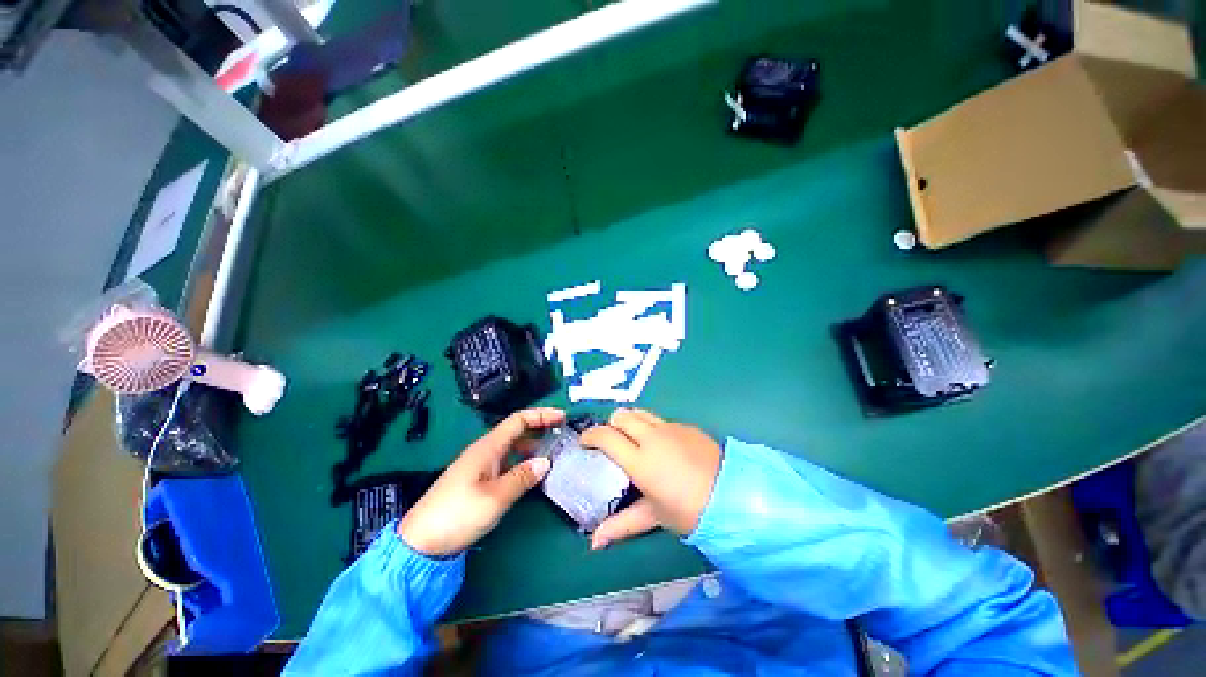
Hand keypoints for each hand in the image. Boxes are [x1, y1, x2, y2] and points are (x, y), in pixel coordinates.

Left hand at [398, 408, 564, 556]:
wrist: (420, 543)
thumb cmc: (458, 515)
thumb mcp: (495, 498)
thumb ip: (523, 477)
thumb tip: (546, 461)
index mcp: (488, 447)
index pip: (518, 420)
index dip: (541, 415)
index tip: (562, 417)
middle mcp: (485, 451)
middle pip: (516, 430)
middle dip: (540, 428)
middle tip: (562, 433)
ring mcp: (481, 465)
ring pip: (513, 447)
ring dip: (533, 446)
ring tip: (553, 453)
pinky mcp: (478, 480)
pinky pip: (507, 462)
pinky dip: (523, 462)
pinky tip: (532, 473)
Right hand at [580, 408, 722, 549]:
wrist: (731, 496)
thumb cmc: (688, 511)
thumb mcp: (653, 516)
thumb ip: (622, 525)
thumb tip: (594, 543)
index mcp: (640, 460)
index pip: (606, 436)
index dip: (591, 436)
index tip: (585, 442)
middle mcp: (651, 437)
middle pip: (621, 415)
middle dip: (610, 423)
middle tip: (610, 439)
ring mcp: (670, 428)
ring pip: (640, 412)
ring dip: (630, 420)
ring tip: (630, 436)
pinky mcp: (685, 426)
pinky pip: (660, 420)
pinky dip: (652, 426)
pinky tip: (660, 444)